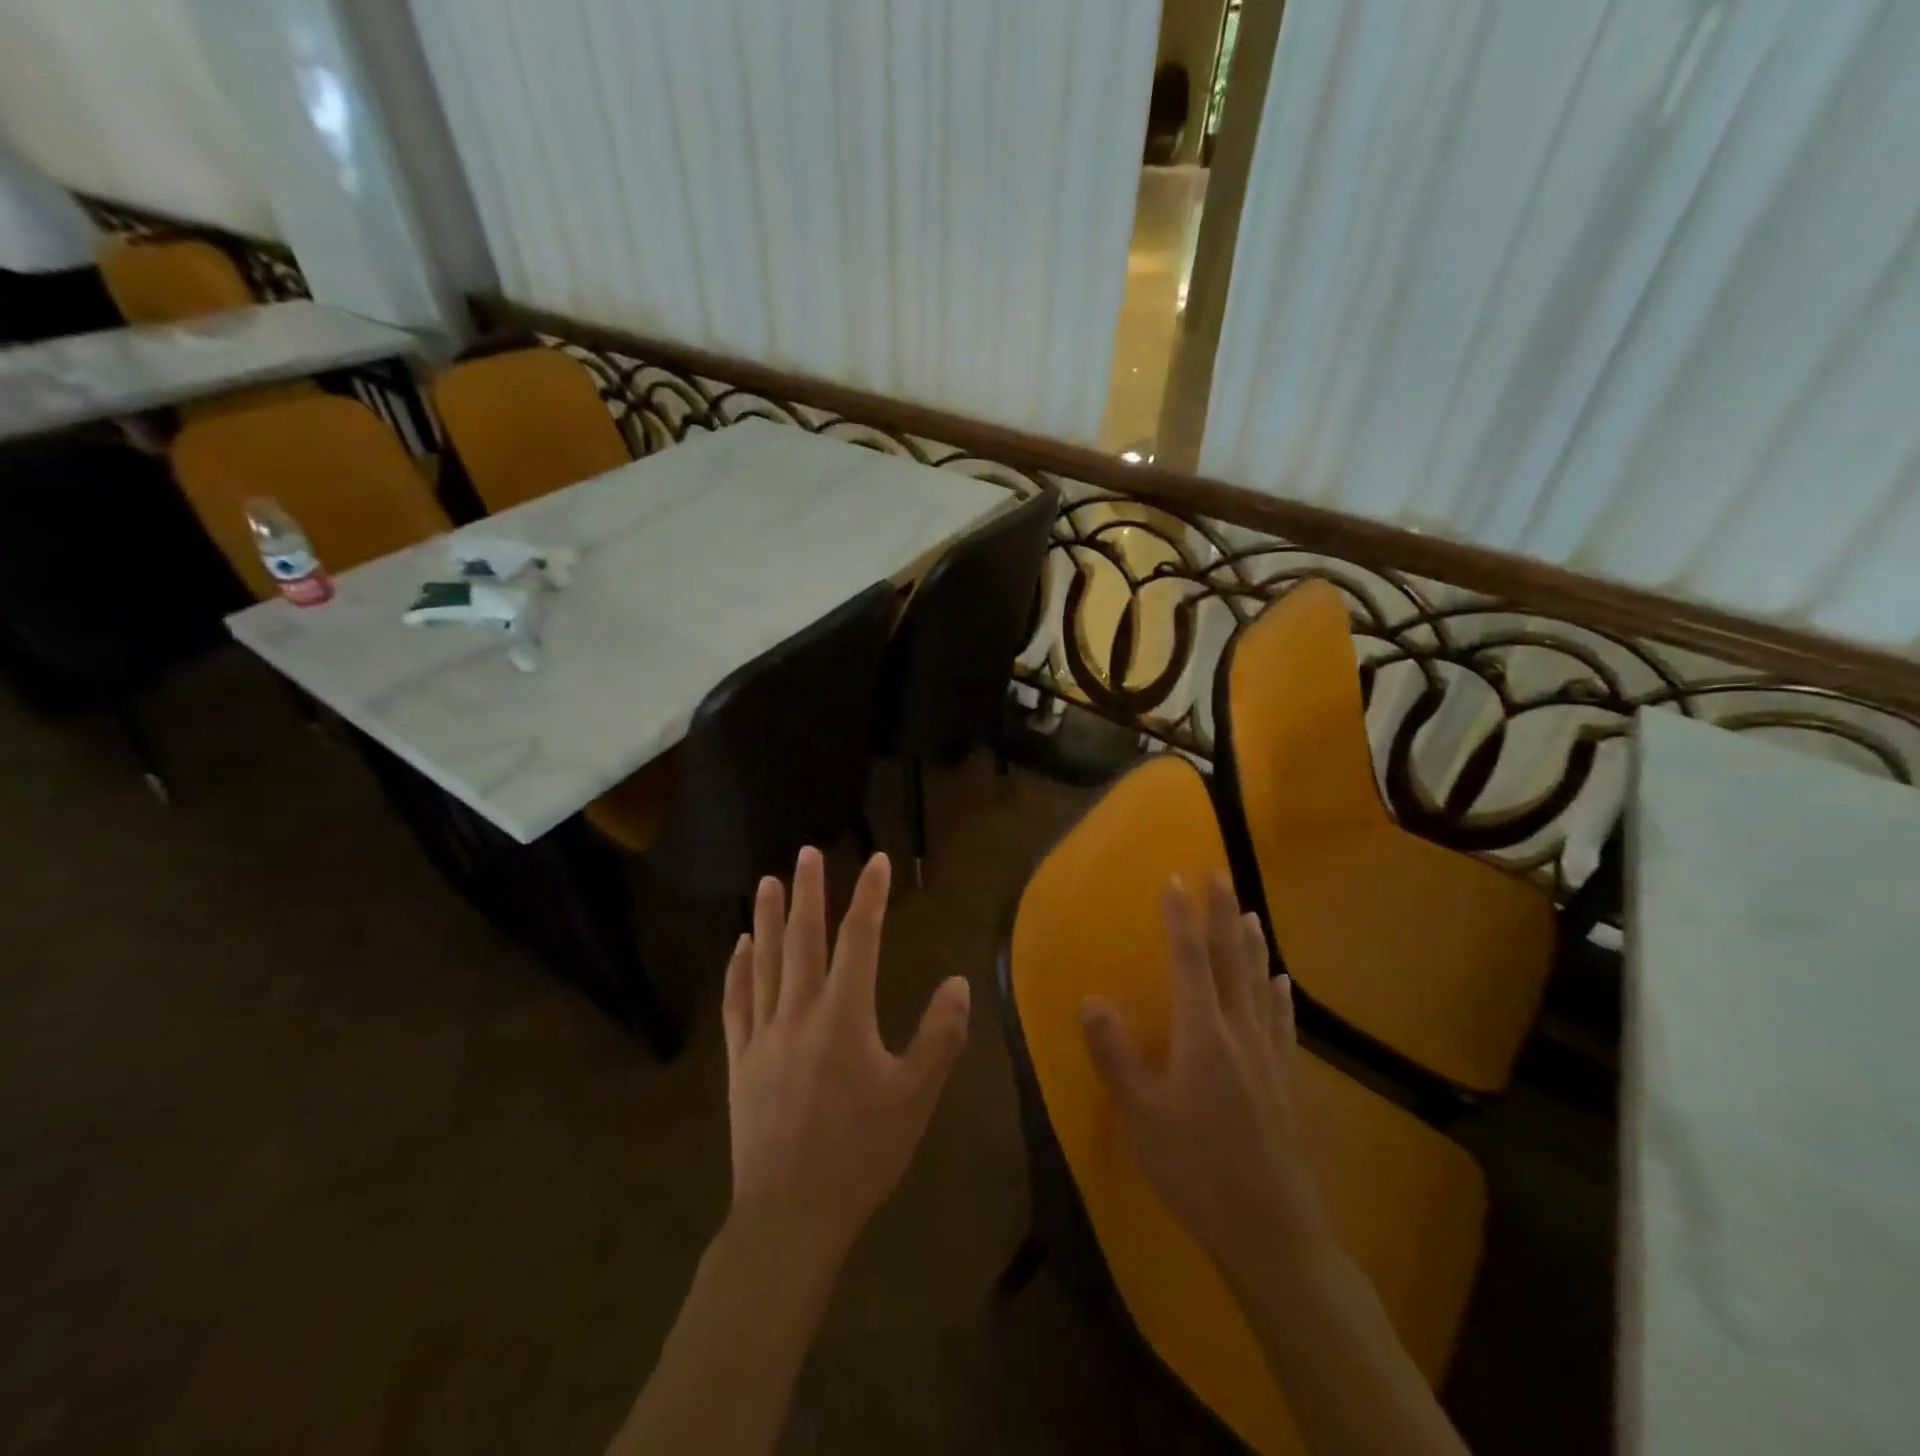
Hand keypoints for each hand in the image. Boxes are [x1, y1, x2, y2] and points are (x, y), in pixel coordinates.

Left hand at [722, 847, 970, 1265]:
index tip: (878, 860)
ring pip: (764, 962)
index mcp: (844, 1017)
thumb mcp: (916, 1097)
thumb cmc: (861, 1154)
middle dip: (808, 892)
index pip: (860, 940)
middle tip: (808, 852)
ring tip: (768, 881)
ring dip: (767, 918)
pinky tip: (739, 946)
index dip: (870, 896)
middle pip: (802, 939)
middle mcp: (799, 1012)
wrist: (790, 1216)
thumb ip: (940, 1036)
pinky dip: (738, 969)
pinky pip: (737, 1002)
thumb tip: (958, 981)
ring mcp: (763, 1034)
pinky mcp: (739, 1060)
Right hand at [1079, 875, 1330, 1278]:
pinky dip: (1278, 994)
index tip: (1177, 879)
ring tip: (1251, 913)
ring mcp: (1268, 1055)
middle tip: (1221, 875)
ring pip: (1261, 984)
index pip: (1190, 961)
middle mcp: (1239, 1032)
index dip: (1181, 918)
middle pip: (1232, 960)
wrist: (1271, 1229)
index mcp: (1202, 1034)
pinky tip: (1282, 984)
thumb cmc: (1196, 1169)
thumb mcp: (1141, 1115)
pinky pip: (1281, 1021)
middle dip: (1224, 914)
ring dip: (1254, 945)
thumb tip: (1090, 998)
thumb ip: (1115, 1055)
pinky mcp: (1285, 1079)